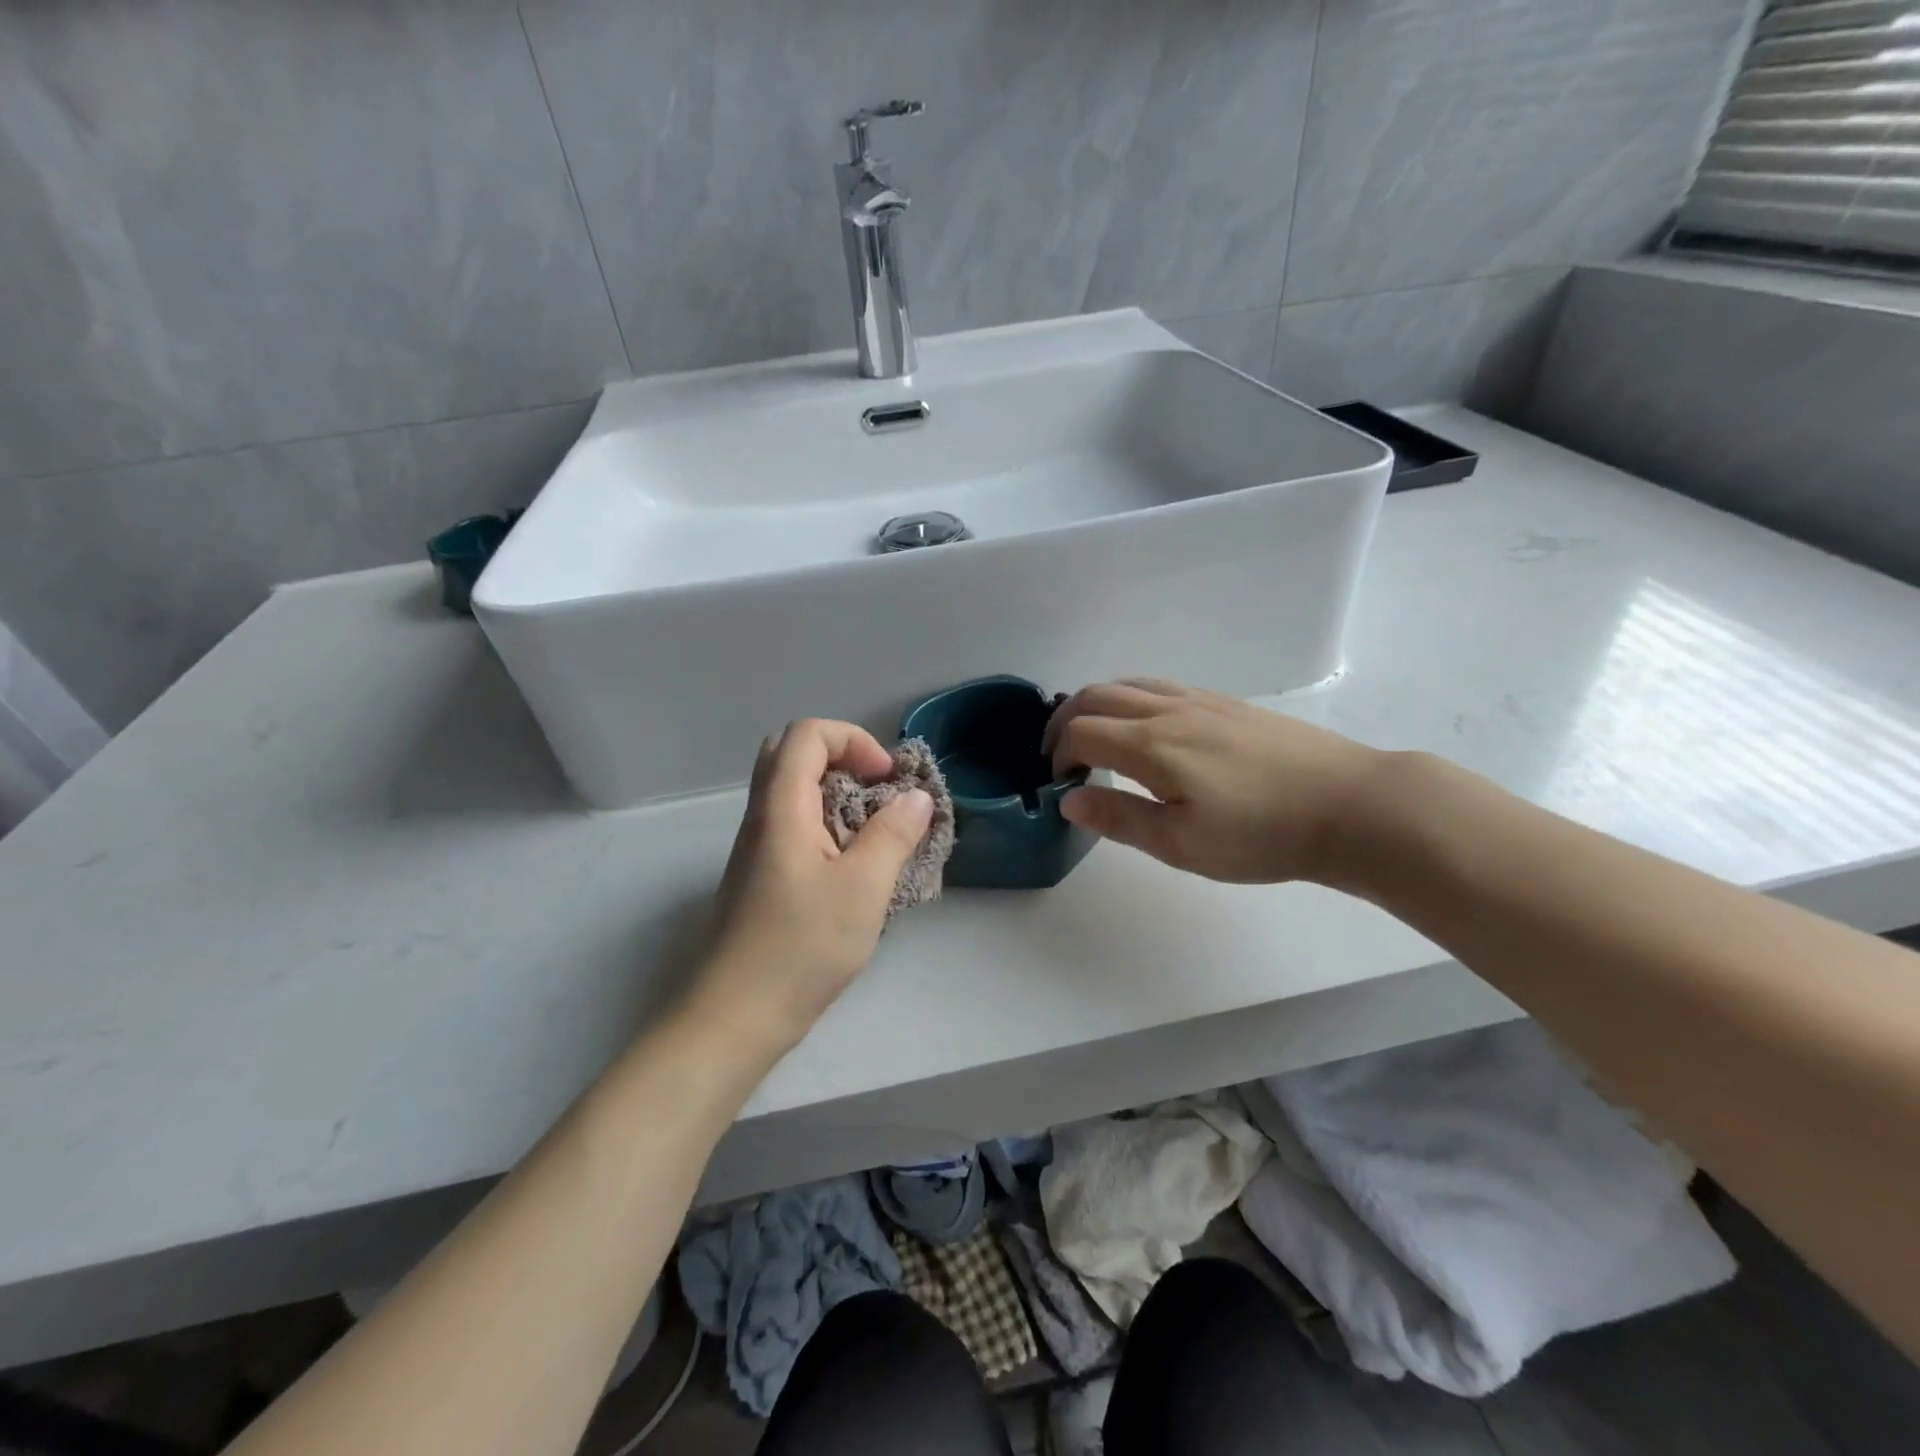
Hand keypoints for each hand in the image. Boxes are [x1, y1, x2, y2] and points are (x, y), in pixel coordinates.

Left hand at [688, 719, 933, 1056]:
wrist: (734, 1017)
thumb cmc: (800, 949)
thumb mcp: (863, 889)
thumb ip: (893, 835)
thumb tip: (916, 797)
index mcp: (782, 808)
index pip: (807, 735)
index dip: (853, 740)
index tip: (886, 780)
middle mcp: (762, 818)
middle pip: (791, 754)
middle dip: (842, 758)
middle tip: (876, 790)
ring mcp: (757, 848)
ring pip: (792, 791)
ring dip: (837, 793)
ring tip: (874, 830)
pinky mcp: (761, 876)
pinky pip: (794, 825)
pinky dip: (828, 824)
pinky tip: (854, 866)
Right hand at [1044, 679, 1384, 885]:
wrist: (1350, 805)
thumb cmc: (1261, 834)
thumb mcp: (1182, 844)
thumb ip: (1120, 817)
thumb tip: (1068, 799)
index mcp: (1151, 745)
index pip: (1081, 732)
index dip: (1057, 755)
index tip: (1058, 784)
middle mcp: (1169, 710)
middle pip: (1096, 696)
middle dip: (1064, 721)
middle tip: (1059, 755)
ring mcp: (1201, 700)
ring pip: (1128, 684)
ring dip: (1096, 703)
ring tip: (1091, 735)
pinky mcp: (1227, 703)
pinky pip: (1159, 685)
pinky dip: (1129, 697)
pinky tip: (1144, 725)